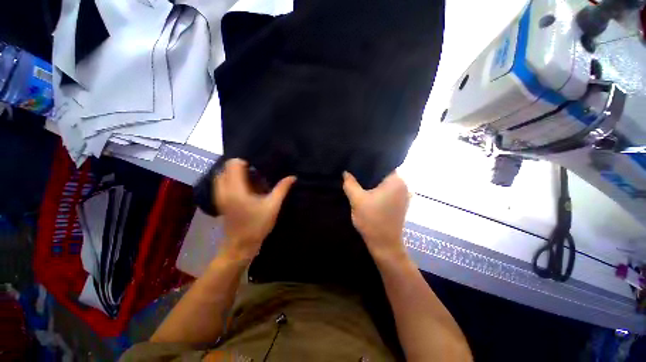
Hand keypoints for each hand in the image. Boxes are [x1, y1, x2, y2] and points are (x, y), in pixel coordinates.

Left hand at [214, 159, 295, 261]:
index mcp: (235, 189)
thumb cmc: (257, 225)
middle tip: (257, 170)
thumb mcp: (273, 206)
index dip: (246, 160)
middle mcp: (223, 189)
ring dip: (237, 173)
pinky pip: (223, 183)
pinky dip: (233, 180)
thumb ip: (282, 189)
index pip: (234, 164)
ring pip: (224, 175)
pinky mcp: (220, 201)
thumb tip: (292, 177)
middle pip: (227, 167)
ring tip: (252, 177)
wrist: (241, 245)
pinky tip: (247, 187)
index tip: (259, 164)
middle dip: (241, 166)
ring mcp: (219, 195)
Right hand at [343, 171, 409, 261]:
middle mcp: (403, 186)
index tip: (357, 163)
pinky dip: (377, 190)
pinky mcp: (399, 204)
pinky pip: (387, 191)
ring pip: (384, 183)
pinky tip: (367, 192)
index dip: (369, 163)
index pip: (382, 164)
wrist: (384, 245)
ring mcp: (403, 196)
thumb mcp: (357, 200)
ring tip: (358, 179)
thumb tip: (346, 172)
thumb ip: (350, 184)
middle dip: (369, 173)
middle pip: (383, 174)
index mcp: (396, 181)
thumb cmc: (372, 220)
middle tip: (355, 171)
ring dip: (373, 183)